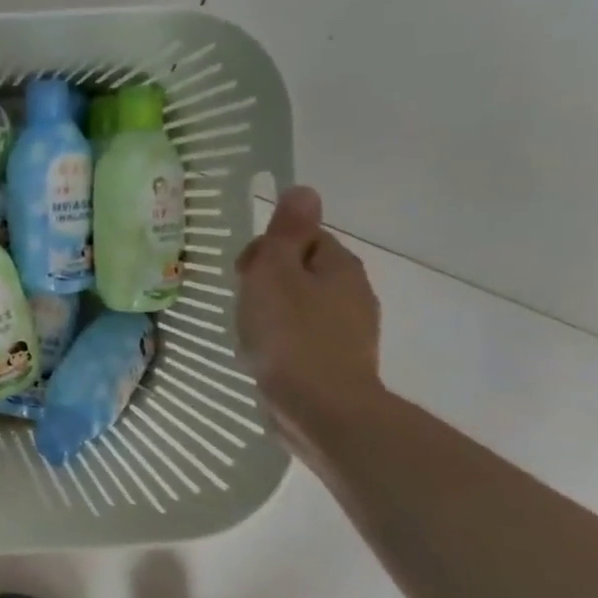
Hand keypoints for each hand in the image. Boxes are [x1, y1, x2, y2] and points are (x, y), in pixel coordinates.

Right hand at [234, 187, 382, 445]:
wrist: (320, 408)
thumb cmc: (290, 334)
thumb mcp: (276, 272)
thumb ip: (286, 232)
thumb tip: (304, 189)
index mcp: (339, 266)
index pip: (302, 237)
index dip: (268, 249)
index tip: (243, 273)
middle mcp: (353, 293)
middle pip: (301, 271)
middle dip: (268, 282)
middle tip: (243, 304)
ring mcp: (350, 330)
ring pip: (301, 305)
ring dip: (273, 312)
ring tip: (249, 333)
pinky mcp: (339, 362)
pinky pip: (304, 337)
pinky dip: (283, 340)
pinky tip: (265, 356)